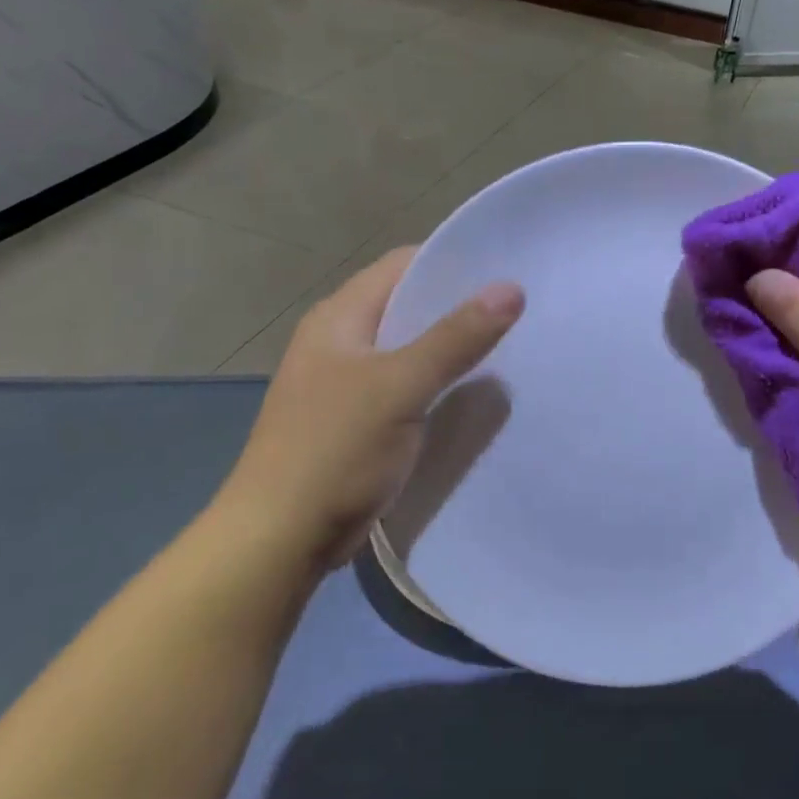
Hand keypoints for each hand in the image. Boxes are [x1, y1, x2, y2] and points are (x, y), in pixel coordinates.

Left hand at [212, 248, 524, 573]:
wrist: (280, 537)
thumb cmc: (335, 449)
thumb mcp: (401, 386)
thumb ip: (456, 337)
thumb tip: (511, 288)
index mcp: (340, 316)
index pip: (403, 264)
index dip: (453, 261)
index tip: (506, 269)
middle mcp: (340, 339)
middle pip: (408, 305)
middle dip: (459, 306)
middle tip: (518, 310)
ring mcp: (346, 381)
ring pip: (409, 349)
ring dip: (451, 348)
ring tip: (509, 347)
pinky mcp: (356, 419)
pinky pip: (406, 386)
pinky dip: (437, 384)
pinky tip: (473, 394)